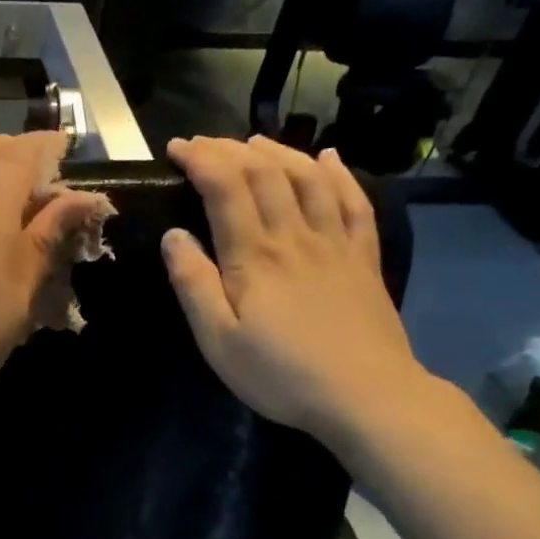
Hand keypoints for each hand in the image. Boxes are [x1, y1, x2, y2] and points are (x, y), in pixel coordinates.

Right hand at [162, 135, 433, 446]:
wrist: (366, 396)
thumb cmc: (281, 374)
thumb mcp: (218, 340)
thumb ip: (193, 285)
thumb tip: (173, 235)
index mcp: (254, 256)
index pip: (225, 188)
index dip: (200, 160)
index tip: (176, 149)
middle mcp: (295, 236)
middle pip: (265, 173)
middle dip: (230, 149)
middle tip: (204, 144)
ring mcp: (335, 243)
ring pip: (308, 178)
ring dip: (278, 152)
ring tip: (254, 142)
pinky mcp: (363, 258)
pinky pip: (353, 202)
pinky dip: (339, 174)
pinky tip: (329, 159)